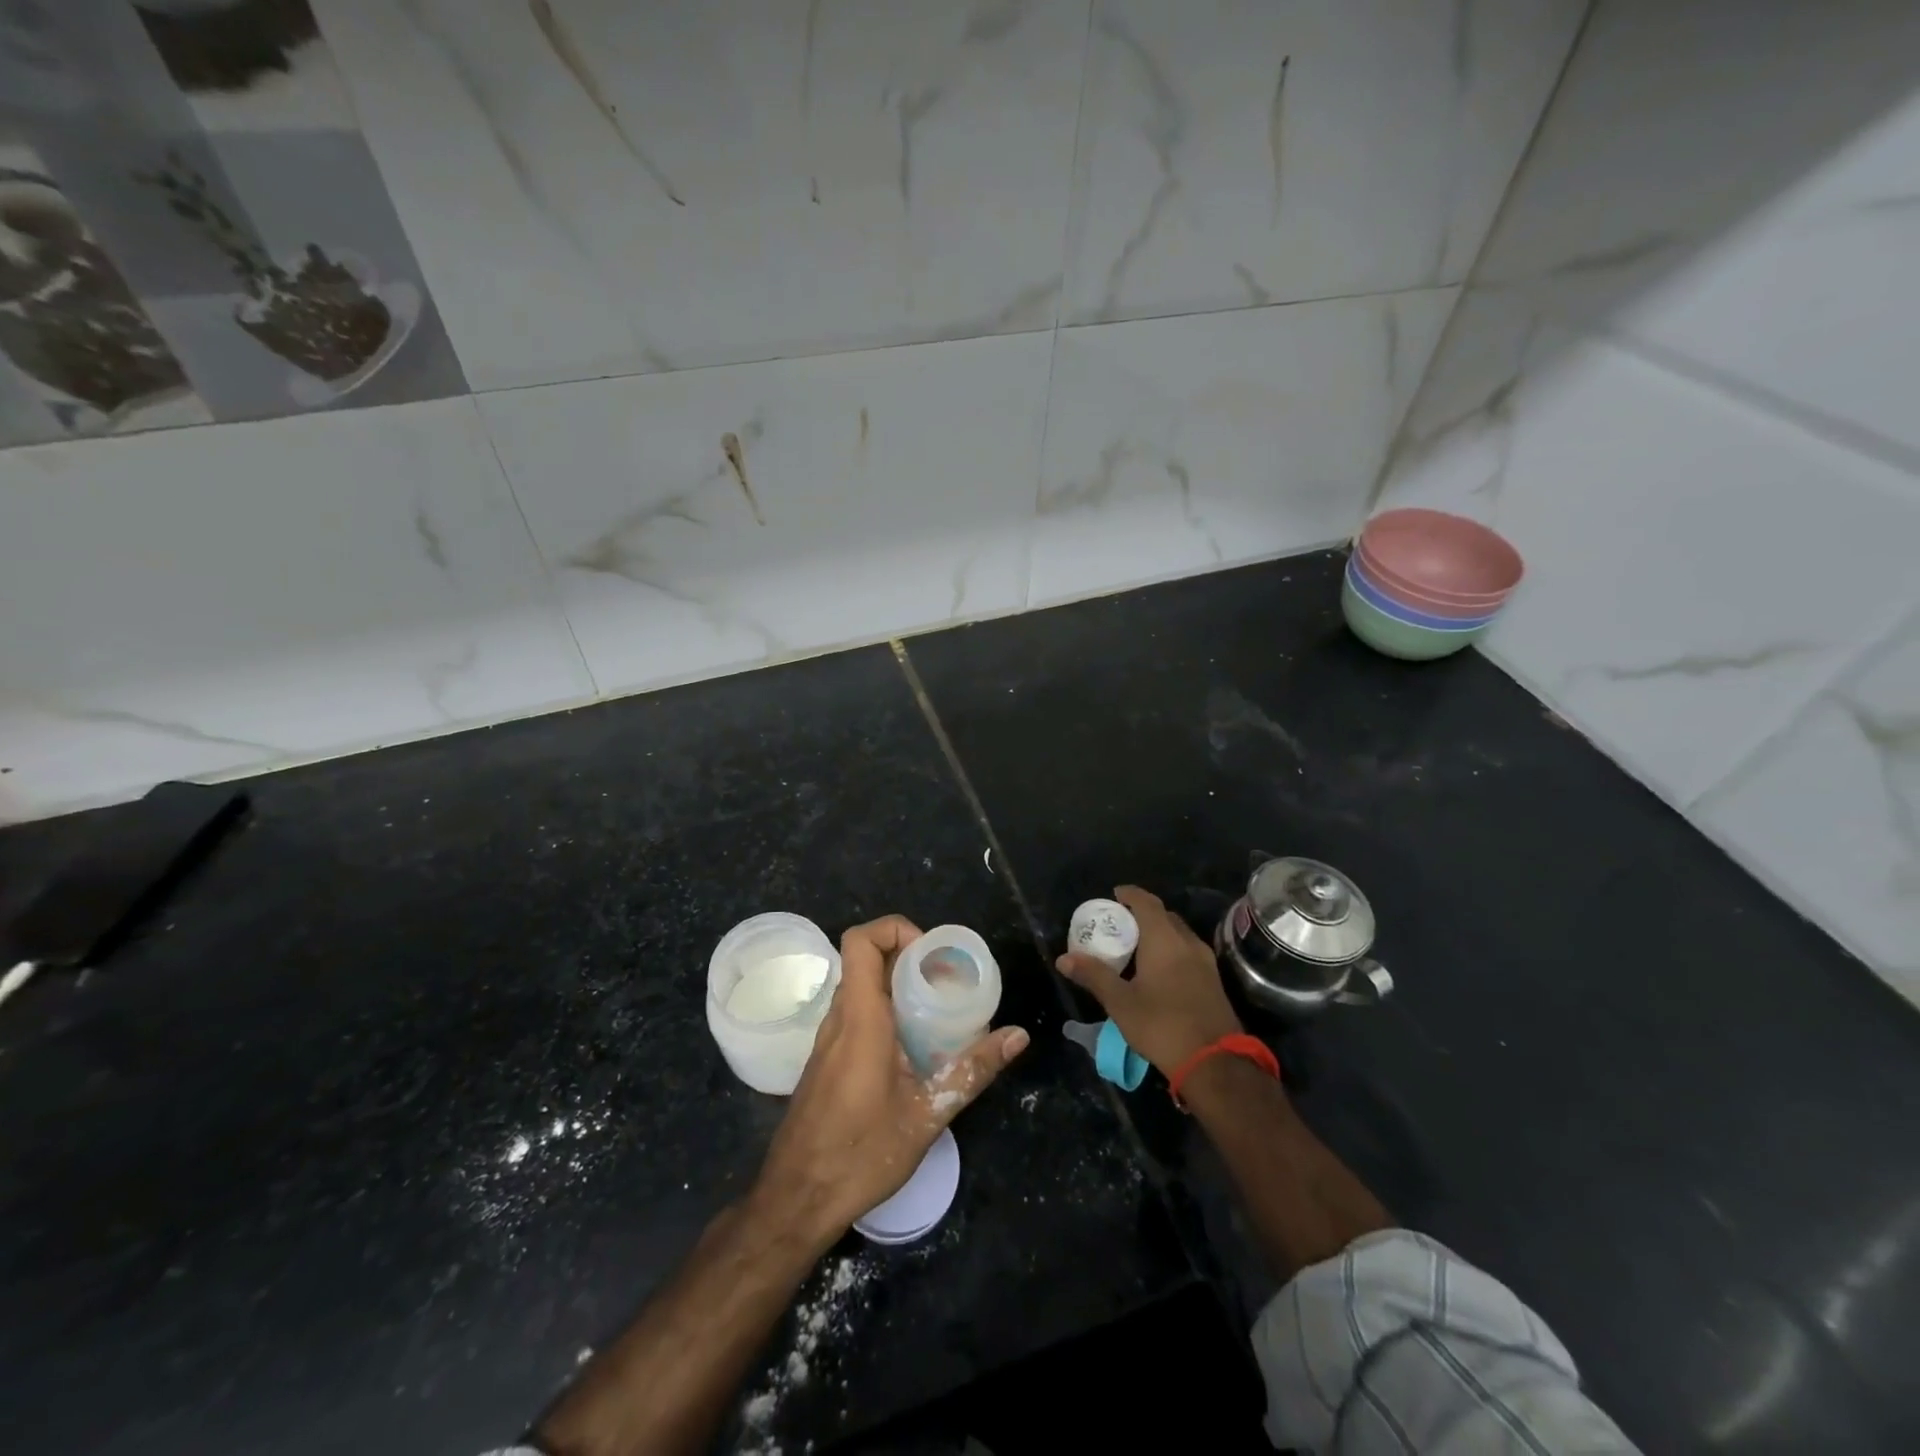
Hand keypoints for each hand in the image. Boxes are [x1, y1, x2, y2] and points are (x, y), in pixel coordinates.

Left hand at [750, 915, 1028, 1249]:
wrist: (796, 1199)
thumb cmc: (861, 1154)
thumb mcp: (927, 1114)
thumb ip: (973, 1070)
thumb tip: (1017, 1035)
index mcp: (860, 1018)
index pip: (861, 941)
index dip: (895, 929)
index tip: (932, 955)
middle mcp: (839, 1018)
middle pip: (866, 959)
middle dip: (908, 957)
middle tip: (948, 981)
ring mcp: (828, 1039)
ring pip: (861, 987)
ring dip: (897, 985)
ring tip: (938, 1010)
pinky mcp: (826, 1059)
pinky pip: (856, 1013)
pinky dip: (885, 1011)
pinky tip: (913, 1046)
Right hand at [1054, 885, 1241, 1075]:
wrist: (1215, 1063)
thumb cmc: (1162, 1025)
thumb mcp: (1120, 1002)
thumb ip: (1094, 975)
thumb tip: (1064, 959)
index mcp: (1165, 939)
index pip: (1147, 902)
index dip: (1130, 894)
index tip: (1114, 894)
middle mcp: (1188, 943)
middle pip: (1165, 916)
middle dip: (1143, 914)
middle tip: (1120, 923)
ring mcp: (1205, 962)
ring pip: (1179, 934)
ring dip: (1159, 932)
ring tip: (1136, 946)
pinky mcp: (1213, 981)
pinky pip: (1188, 951)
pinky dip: (1171, 949)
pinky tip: (1158, 970)